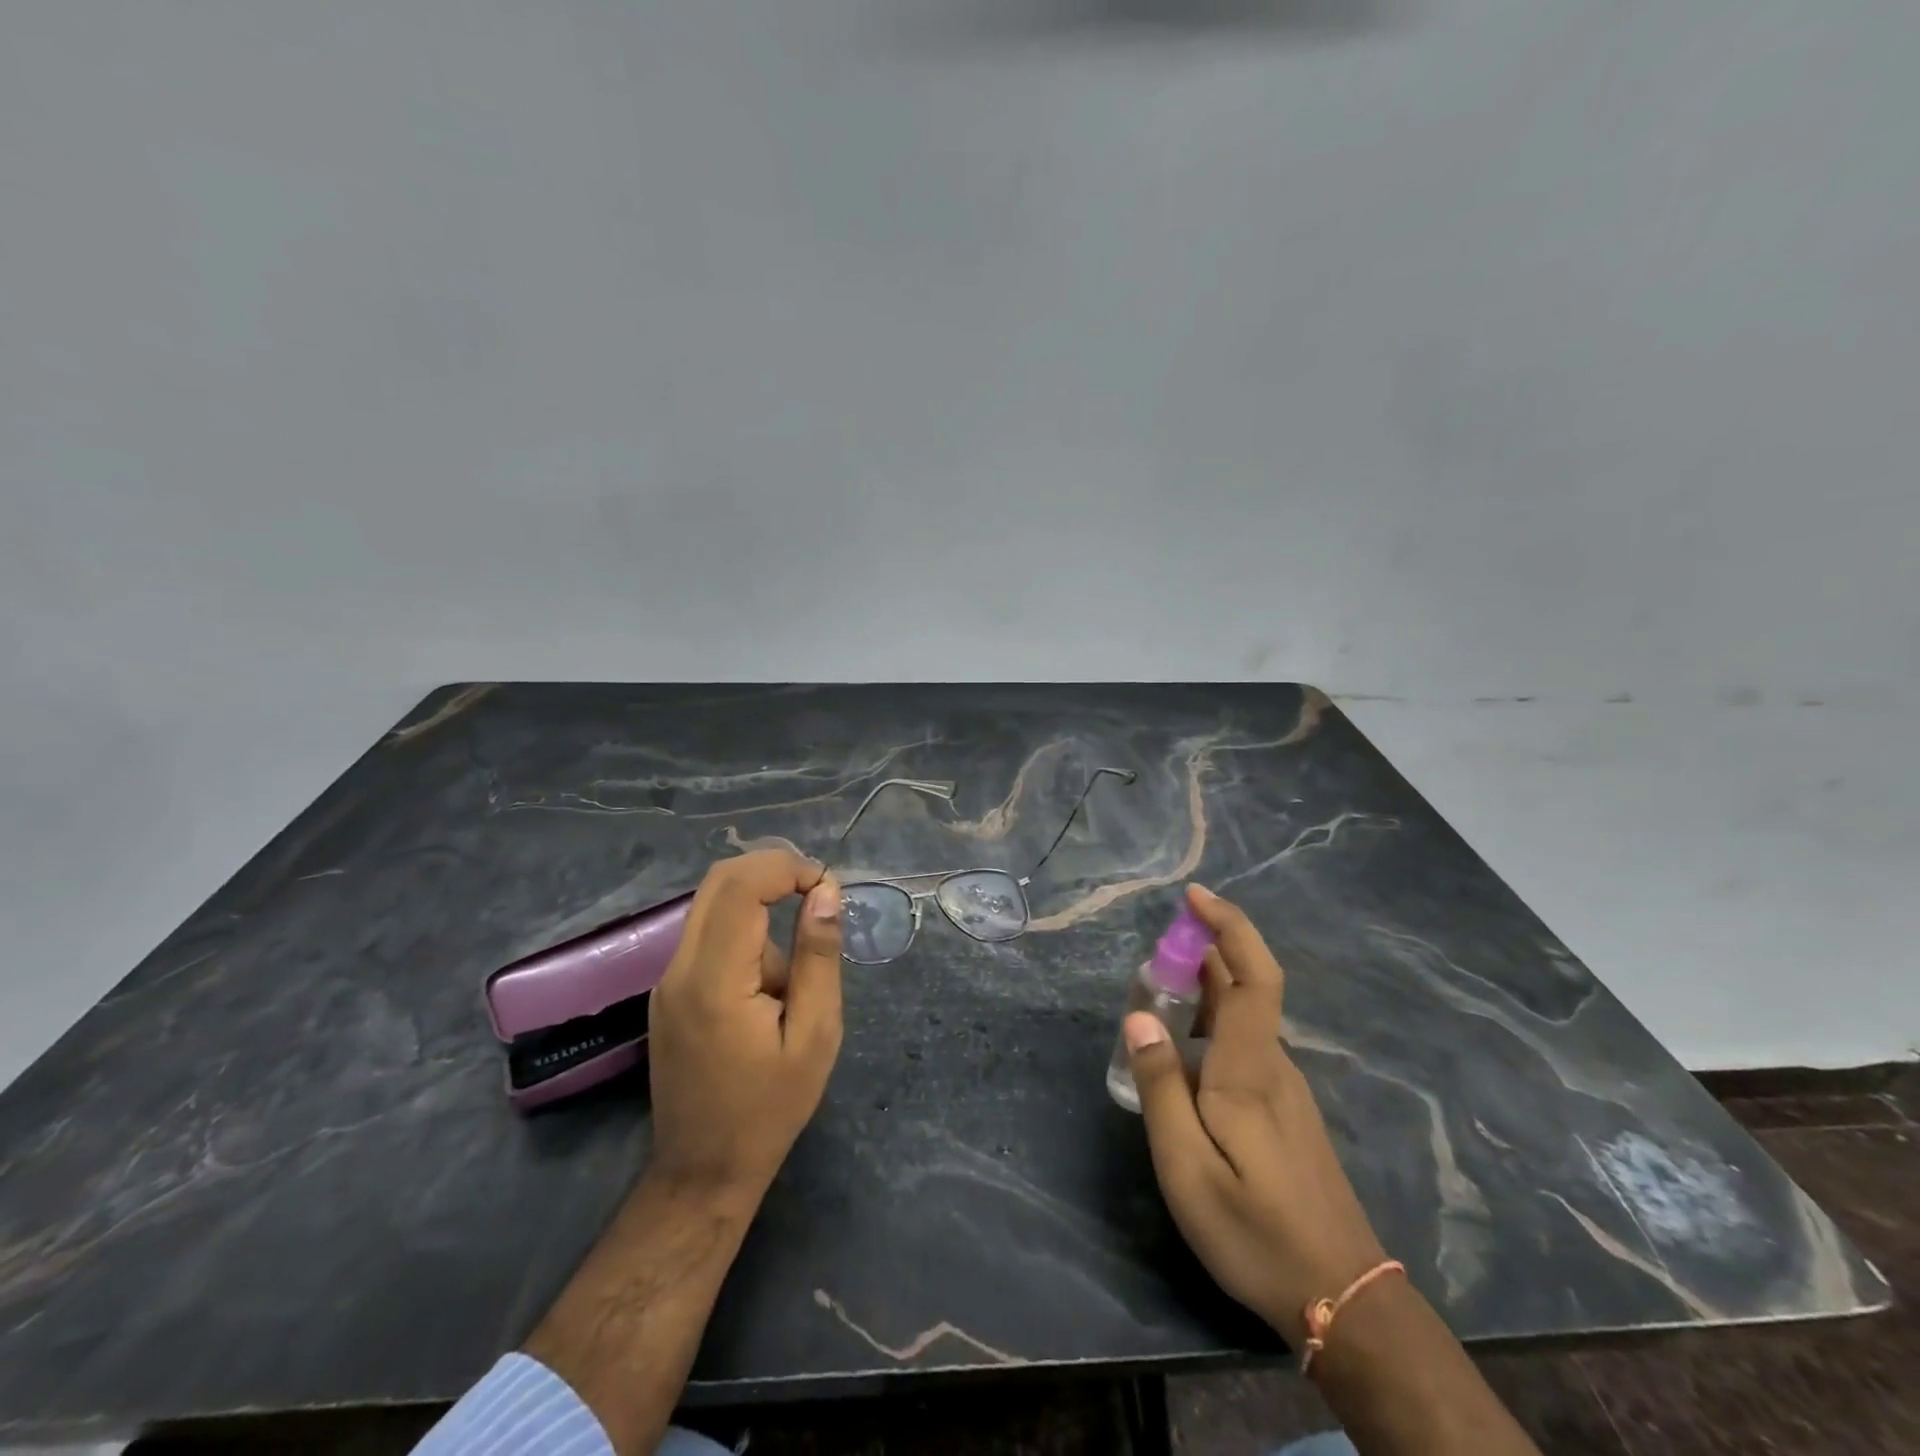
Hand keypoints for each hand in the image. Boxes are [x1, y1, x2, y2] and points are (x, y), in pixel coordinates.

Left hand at [646, 849, 843, 1208]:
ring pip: (714, 905)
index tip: (827, 887)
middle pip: (719, 881)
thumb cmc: (769, 1110)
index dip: (787, 867)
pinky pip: (708, 936)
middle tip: (818, 895)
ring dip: (762, 912)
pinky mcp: (669, 992)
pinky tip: (768, 996)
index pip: (741, 886)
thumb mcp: (815, 1036)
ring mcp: (668, 980)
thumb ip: (818, 958)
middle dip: (773, 871)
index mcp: (714, 980)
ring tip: (791, 986)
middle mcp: (680, 969)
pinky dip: (746, 936)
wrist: (702, 1173)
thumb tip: (825, 892)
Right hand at [1126, 884, 1387, 1346]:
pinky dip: (1209, 1025)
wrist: (1342, 1297)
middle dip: (1199, 955)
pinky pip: (1242, 1045)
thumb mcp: (1186, 1167)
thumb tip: (1139, 1018)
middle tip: (1149, 960)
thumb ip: (1160, 1087)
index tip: (1193, 897)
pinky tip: (1181, 1056)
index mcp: (1250, 1068)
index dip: (1229, 925)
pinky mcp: (1282, 1109)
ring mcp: (1283, 1087)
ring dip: (1200, 992)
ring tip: (1152, 1004)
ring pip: (1241, 1018)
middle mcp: (1272, 1064)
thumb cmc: (1255, 1230)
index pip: (1253, 975)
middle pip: (1244, 987)